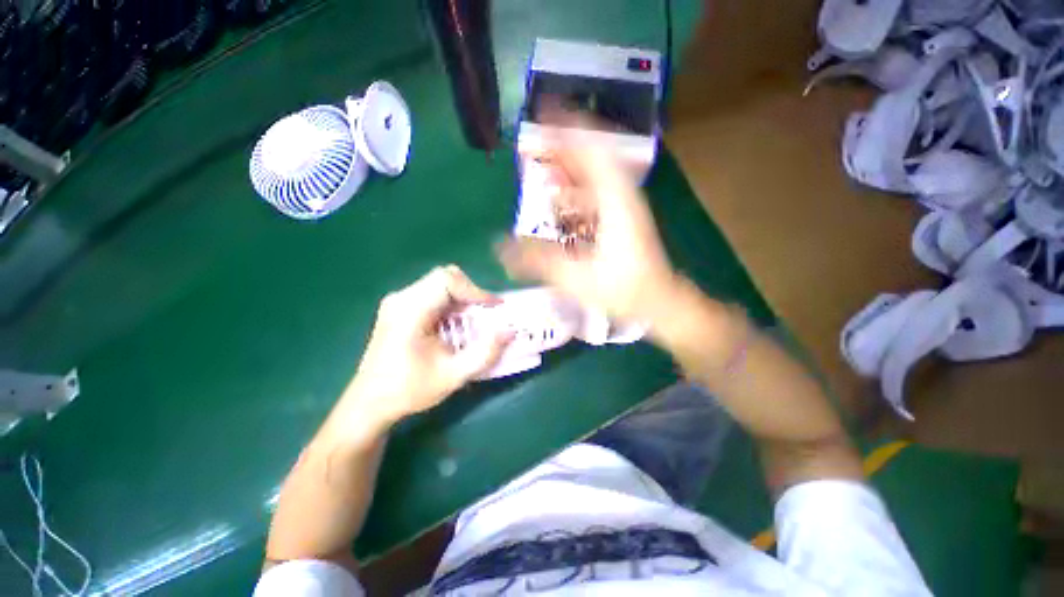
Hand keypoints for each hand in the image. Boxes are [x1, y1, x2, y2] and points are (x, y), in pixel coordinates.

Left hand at [345, 266, 511, 425]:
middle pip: (444, 278)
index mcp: (410, 310)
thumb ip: (485, 353)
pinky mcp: (399, 308)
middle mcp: (401, 298)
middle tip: (485, 314)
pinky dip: (451, 305)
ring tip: (473, 322)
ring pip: (439, 284)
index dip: (475, 290)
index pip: (447, 280)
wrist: (369, 404)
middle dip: (471, 294)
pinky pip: (432, 294)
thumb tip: (510, 331)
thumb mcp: (453, 375)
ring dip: (462, 300)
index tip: (494, 308)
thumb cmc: (409, 390)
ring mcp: (398, 302)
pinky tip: (455, 325)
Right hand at [498, 116, 679, 322]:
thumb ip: (537, 261)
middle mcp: (621, 194)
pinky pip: (596, 192)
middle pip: (592, 156)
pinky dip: (577, 188)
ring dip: (568, 167)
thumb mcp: (576, 276)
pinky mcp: (621, 219)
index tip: (544, 112)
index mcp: (615, 199)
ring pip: (594, 174)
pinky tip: (560, 199)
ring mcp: (623, 206)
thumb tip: (500, 249)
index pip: (593, 149)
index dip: (568, 128)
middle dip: (562, 146)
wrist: (658, 301)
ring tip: (542, 167)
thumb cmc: (623, 289)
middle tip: (533, 144)